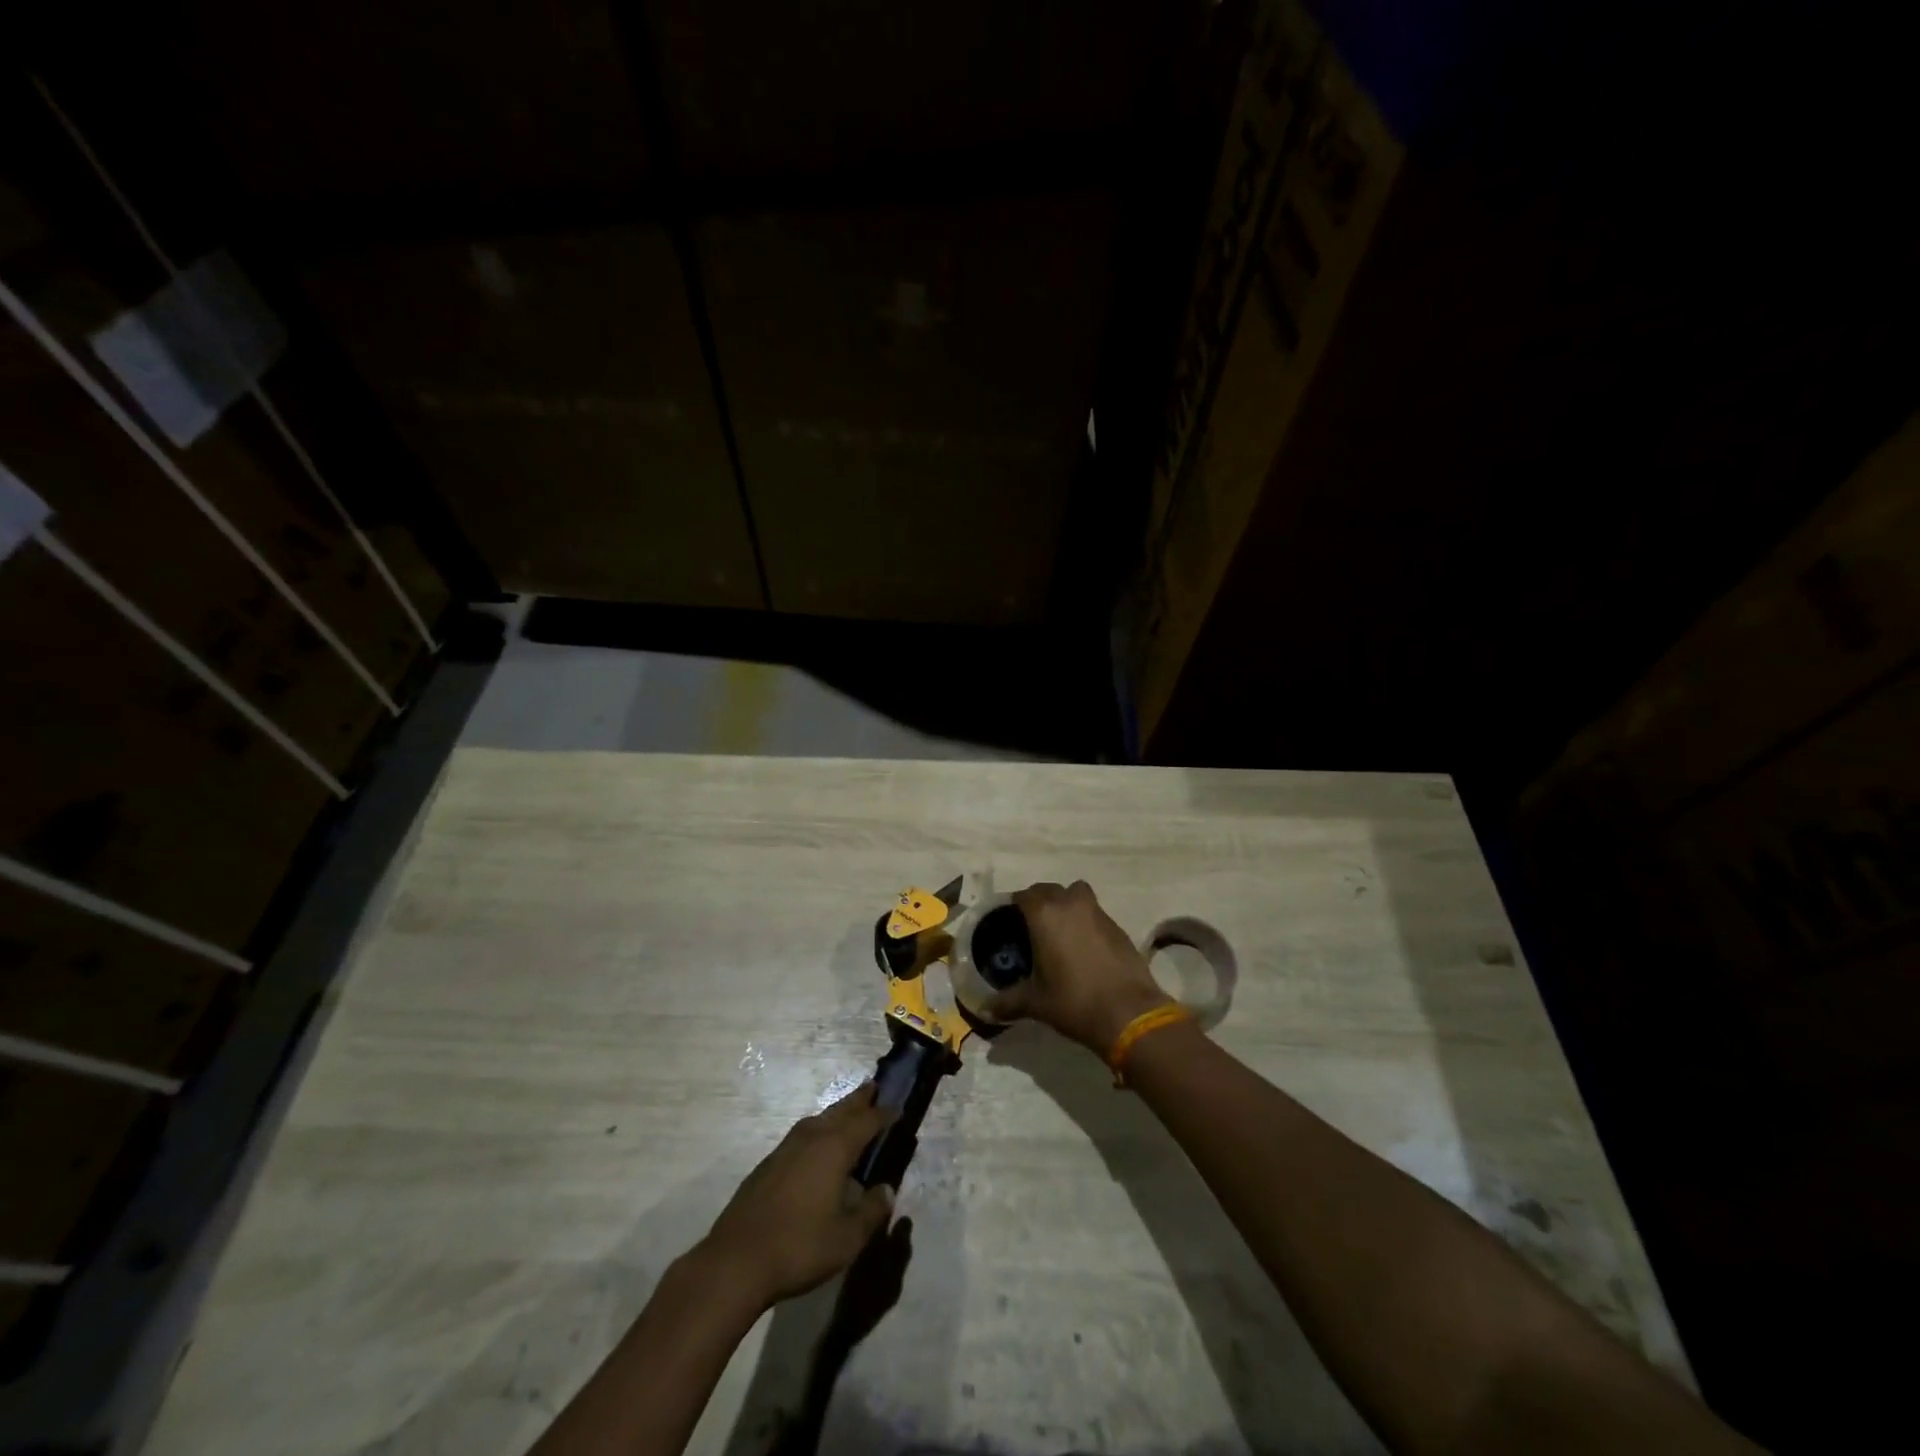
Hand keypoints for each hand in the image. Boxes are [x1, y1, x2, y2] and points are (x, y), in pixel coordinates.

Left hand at [700, 1081, 897, 1308]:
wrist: (736, 1261)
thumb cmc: (799, 1246)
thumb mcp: (847, 1239)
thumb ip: (871, 1211)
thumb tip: (886, 1190)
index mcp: (835, 1148)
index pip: (867, 1122)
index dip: (884, 1114)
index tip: (898, 1107)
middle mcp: (811, 1138)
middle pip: (841, 1110)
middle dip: (859, 1100)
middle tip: (873, 1087)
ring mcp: (786, 1148)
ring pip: (819, 1119)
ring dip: (837, 1112)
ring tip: (848, 1112)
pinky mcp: (768, 1164)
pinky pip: (802, 1135)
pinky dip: (818, 1130)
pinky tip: (816, 1146)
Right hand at [985, 881, 1172, 1052]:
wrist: (1129, 1013)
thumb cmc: (1074, 1001)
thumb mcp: (1036, 1003)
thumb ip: (1008, 1002)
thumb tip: (987, 1009)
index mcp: (1045, 914)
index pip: (1024, 895)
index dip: (1015, 906)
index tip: (1010, 922)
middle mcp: (1070, 904)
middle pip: (1050, 890)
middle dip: (1039, 903)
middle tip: (1032, 928)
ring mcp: (1098, 912)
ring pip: (1076, 896)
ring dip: (1066, 906)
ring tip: (1060, 933)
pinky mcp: (1118, 926)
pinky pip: (1094, 913)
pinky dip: (1086, 922)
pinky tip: (1084, 949)